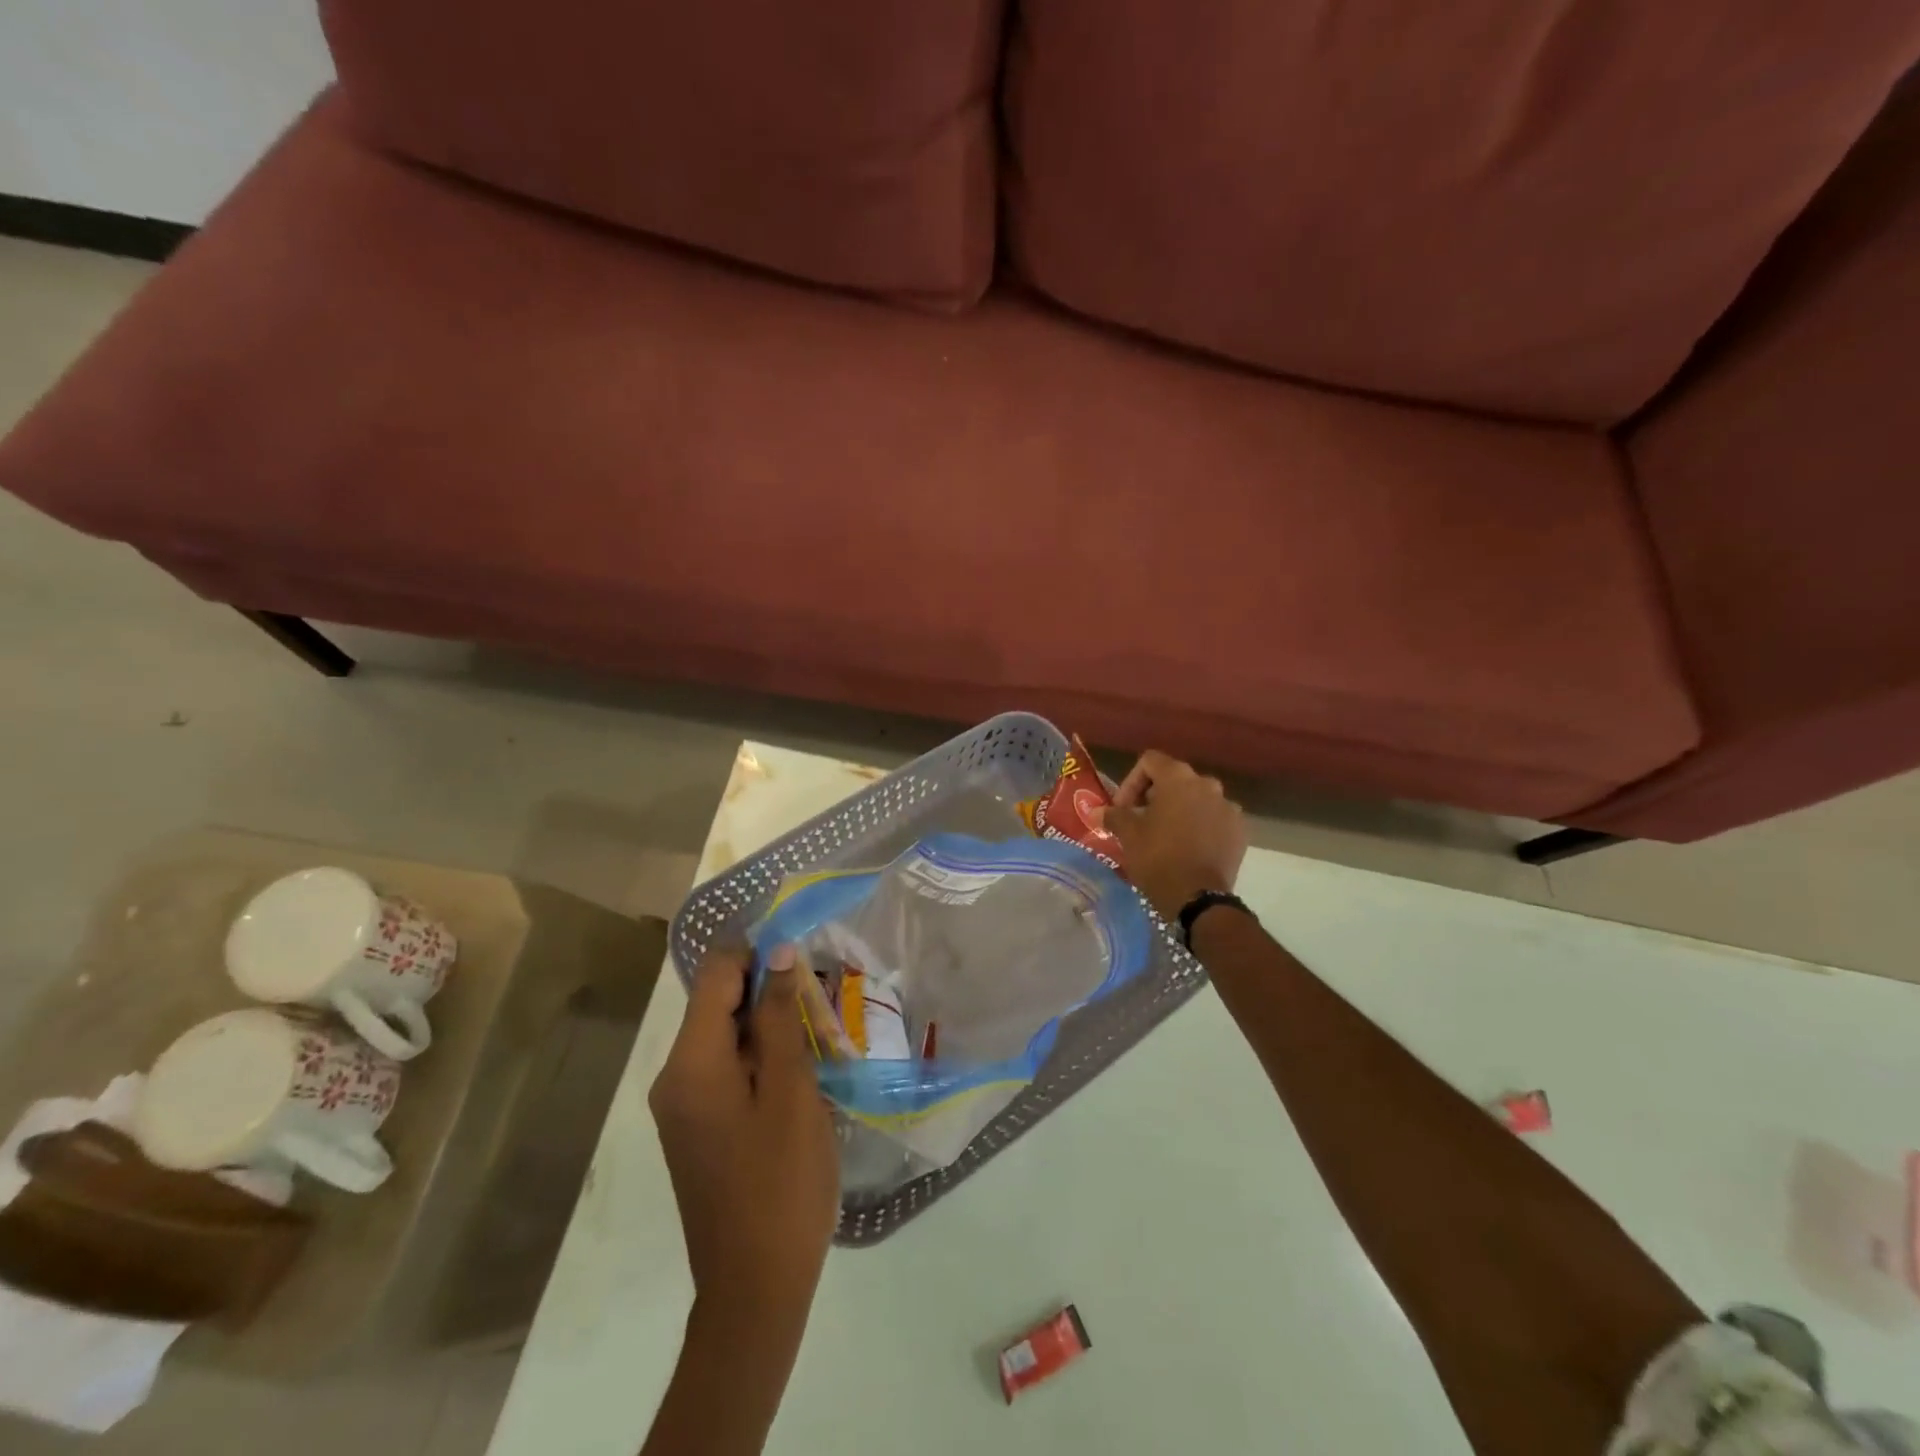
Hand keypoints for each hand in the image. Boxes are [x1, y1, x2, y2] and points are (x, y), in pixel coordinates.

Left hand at [650, 945, 839, 1332]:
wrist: (755, 1287)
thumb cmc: (781, 1182)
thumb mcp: (791, 1090)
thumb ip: (779, 1017)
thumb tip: (778, 953)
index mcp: (691, 1062)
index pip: (715, 973)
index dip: (756, 951)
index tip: (803, 953)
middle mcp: (675, 1076)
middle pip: (719, 1003)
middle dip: (769, 991)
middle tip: (823, 1002)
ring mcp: (683, 1105)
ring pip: (726, 1036)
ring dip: (770, 1026)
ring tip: (820, 1035)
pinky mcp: (698, 1126)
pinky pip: (726, 1069)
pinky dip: (761, 1058)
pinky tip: (802, 1073)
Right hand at [1107, 750, 1248, 919]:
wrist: (1198, 898)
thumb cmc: (1158, 858)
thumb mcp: (1128, 834)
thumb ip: (1114, 815)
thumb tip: (1098, 811)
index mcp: (1179, 778)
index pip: (1150, 762)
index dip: (1131, 782)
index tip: (1123, 808)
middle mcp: (1208, 785)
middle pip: (1175, 779)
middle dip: (1155, 796)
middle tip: (1140, 820)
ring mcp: (1228, 808)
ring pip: (1197, 799)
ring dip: (1180, 810)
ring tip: (1165, 835)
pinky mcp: (1239, 831)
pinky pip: (1214, 819)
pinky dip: (1200, 826)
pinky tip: (1188, 848)